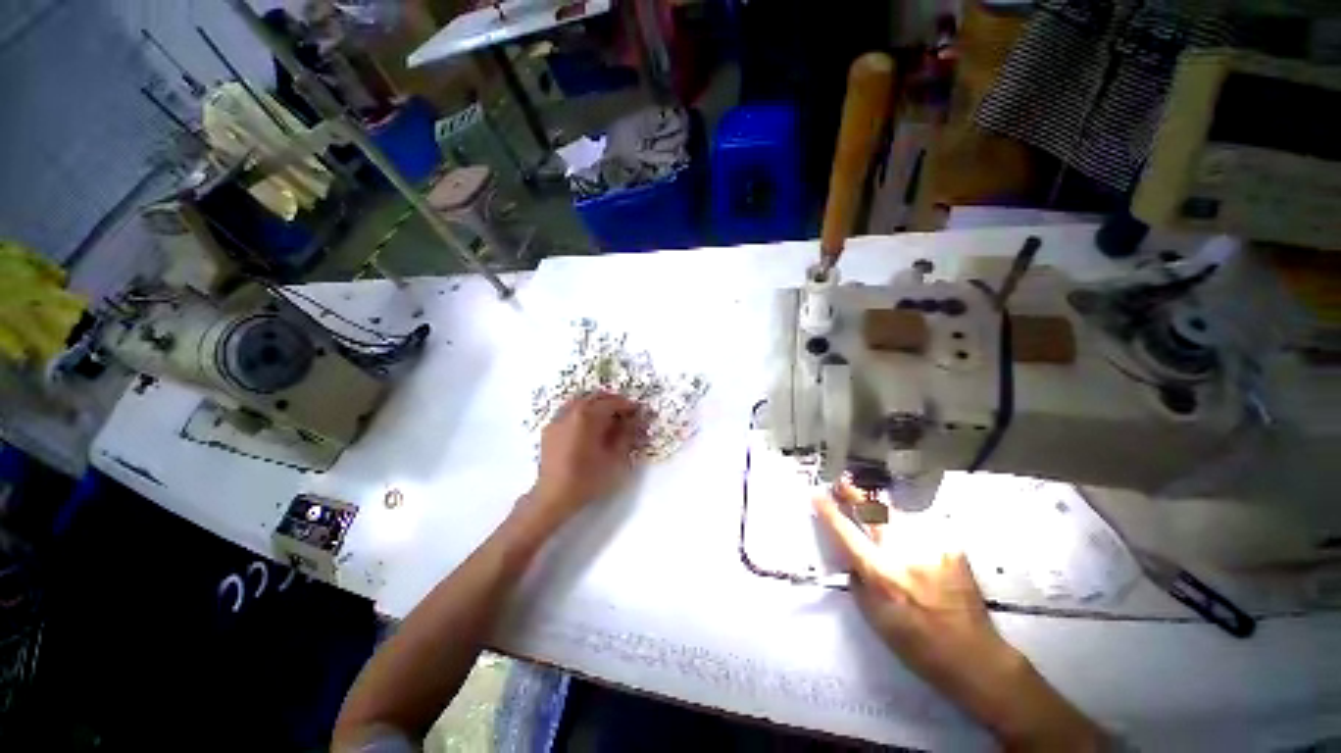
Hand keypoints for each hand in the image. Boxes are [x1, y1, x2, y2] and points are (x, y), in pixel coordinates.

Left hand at [525, 392, 640, 526]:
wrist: (553, 497)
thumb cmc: (587, 479)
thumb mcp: (615, 458)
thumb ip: (626, 434)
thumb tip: (635, 419)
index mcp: (587, 417)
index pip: (612, 402)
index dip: (628, 405)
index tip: (638, 411)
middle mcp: (570, 412)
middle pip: (595, 397)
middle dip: (612, 402)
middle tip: (626, 413)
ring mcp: (557, 419)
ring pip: (581, 401)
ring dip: (597, 405)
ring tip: (609, 419)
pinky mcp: (549, 429)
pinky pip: (569, 411)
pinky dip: (583, 412)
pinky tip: (589, 427)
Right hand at [814, 485, 1101, 749]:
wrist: (975, 656)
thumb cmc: (917, 645)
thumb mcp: (874, 618)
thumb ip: (859, 580)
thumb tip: (852, 555)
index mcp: (882, 575)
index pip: (846, 534)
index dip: (828, 512)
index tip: (816, 494)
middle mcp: (906, 555)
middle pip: (873, 512)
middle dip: (854, 495)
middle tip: (841, 482)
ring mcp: (932, 548)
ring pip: (897, 516)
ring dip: (880, 510)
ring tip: (870, 507)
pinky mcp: (951, 548)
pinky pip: (920, 529)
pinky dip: (907, 529)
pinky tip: (908, 539)